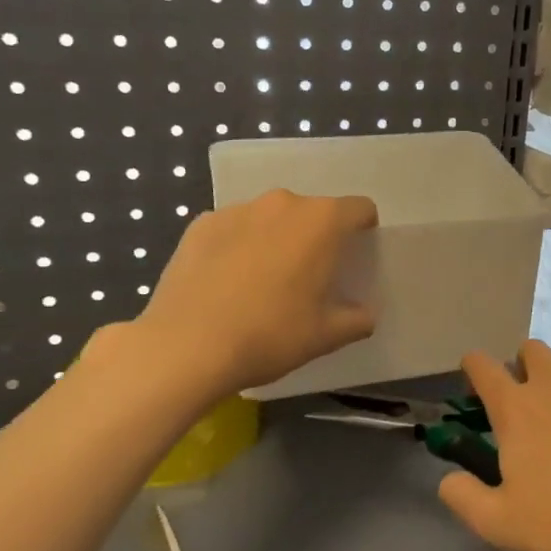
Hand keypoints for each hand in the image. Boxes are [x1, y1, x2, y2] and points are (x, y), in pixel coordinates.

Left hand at [130, 189, 378, 397]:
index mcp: (321, 222)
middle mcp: (282, 203)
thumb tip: (364, 315)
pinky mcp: (200, 224)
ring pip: (272, 218)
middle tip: (310, 278)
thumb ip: (357, 319)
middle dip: (318, 237)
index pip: (360, 209)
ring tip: (265, 282)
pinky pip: (235, 229)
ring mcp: (237, 210)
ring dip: (277, 239)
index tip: (354, 260)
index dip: (364, 231)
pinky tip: (229, 283)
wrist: (187, 347)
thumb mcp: (327, 335)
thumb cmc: (271, 335)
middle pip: (314, 212)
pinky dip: (240, 246)